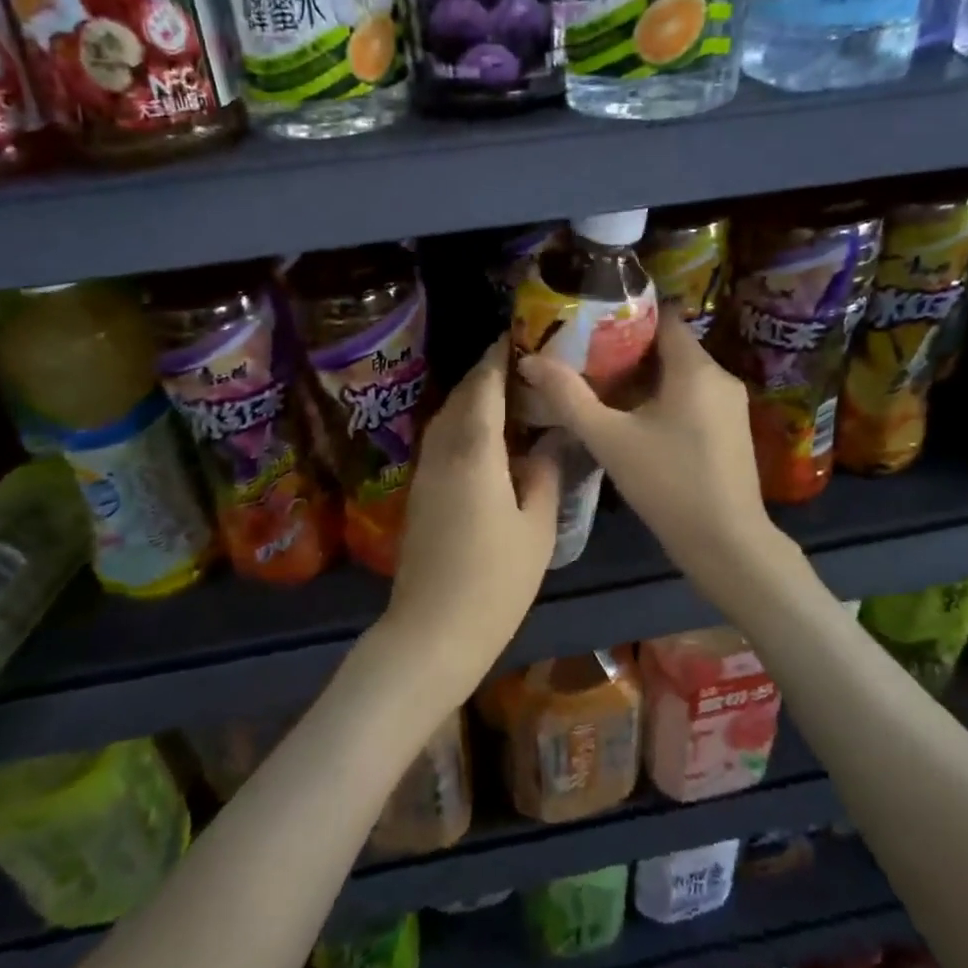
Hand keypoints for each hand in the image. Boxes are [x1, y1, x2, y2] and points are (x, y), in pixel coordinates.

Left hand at [367, 337, 560, 702]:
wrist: (433, 631)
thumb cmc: (495, 580)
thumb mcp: (537, 528)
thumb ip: (545, 477)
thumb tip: (547, 446)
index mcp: (474, 451)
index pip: (484, 386)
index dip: (499, 357)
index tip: (520, 336)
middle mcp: (442, 451)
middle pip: (461, 397)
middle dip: (488, 375)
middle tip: (525, 367)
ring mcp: (425, 473)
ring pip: (447, 419)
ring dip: (474, 401)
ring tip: (511, 398)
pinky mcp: (420, 494)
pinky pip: (442, 443)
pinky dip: (464, 427)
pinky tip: (489, 440)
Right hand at [517, 312, 776, 600]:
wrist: (727, 544)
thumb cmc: (668, 484)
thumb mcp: (609, 439)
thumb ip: (568, 397)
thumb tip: (530, 361)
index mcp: (695, 368)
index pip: (662, 317)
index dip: (625, 314)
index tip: (588, 323)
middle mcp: (720, 377)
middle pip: (669, 346)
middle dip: (626, 349)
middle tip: (583, 358)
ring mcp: (730, 406)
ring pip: (680, 375)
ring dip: (642, 378)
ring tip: (599, 387)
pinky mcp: (731, 431)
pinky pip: (691, 398)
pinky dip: (662, 399)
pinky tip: (632, 420)